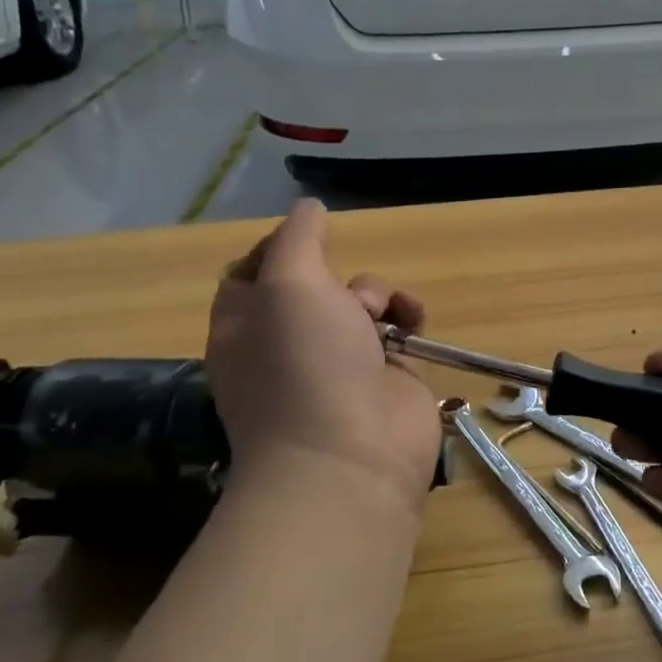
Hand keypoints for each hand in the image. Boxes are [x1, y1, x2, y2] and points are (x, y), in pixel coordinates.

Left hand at [205, 199, 440, 510]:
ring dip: (378, 295)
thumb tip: (309, 207)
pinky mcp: (384, 374)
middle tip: (342, 292)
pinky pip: (397, 327)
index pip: (253, 271)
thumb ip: (297, 237)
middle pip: (314, 282)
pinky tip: (414, 323)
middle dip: (337, 276)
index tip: (309, 237)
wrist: (351, 455)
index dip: (279, 248)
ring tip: (385, 316)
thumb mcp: (289, 283)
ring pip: (360, 300)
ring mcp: (338, 360)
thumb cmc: (304, 363)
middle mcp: (288, 341)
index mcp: (247, 324)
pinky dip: (408, 316)